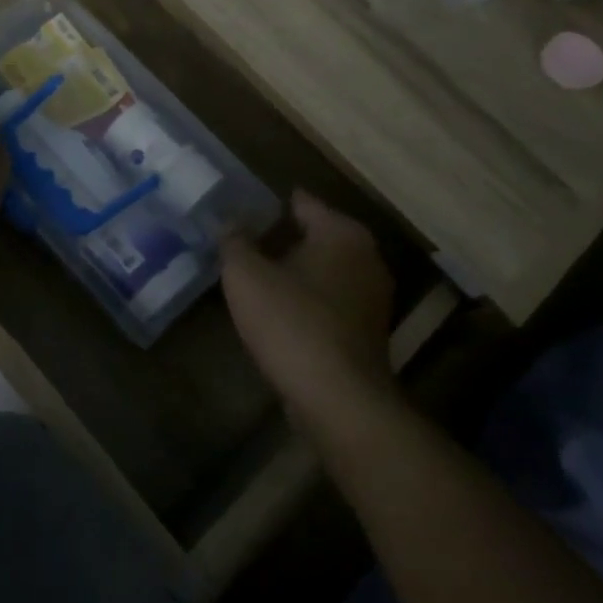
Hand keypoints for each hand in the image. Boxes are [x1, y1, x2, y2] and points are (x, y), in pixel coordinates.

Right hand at [221, 191, 396, 430]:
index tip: (240, 209)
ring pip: (324, 270)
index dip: (268, 204)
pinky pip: (330, 301)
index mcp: (341, 233)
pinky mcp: (369, 331)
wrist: (338, 399)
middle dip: (281, 238)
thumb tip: (230, 223)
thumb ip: (234, 242)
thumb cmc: (291, 323)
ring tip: (255, 277)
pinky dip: (307, 300)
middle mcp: (366, 257)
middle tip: (242, 243)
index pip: (302, 202)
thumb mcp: (246, 276)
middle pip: (316, 235)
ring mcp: (373, 297)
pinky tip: (278, 312)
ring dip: (294, 271)